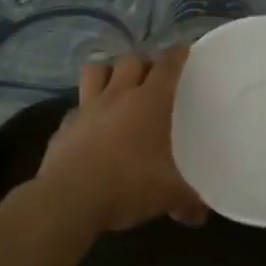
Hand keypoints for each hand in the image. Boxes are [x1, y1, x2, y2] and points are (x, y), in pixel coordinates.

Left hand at [35, 48, 208, 234]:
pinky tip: (91, 127)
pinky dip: (86, 110)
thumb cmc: (127, 185)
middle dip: (144, 62)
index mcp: (149, 102)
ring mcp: (87, 108)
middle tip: (153, 76)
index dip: (177, 55)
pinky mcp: (64, 125)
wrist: (69, 198)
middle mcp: (118, 95)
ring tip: (118, 87)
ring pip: (96, 71)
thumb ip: (187, 201)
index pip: (167, 66)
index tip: (184, 50)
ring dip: (109, 73)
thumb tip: (200, 215)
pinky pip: (77, 107)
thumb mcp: (167, 195)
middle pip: (131, 60)